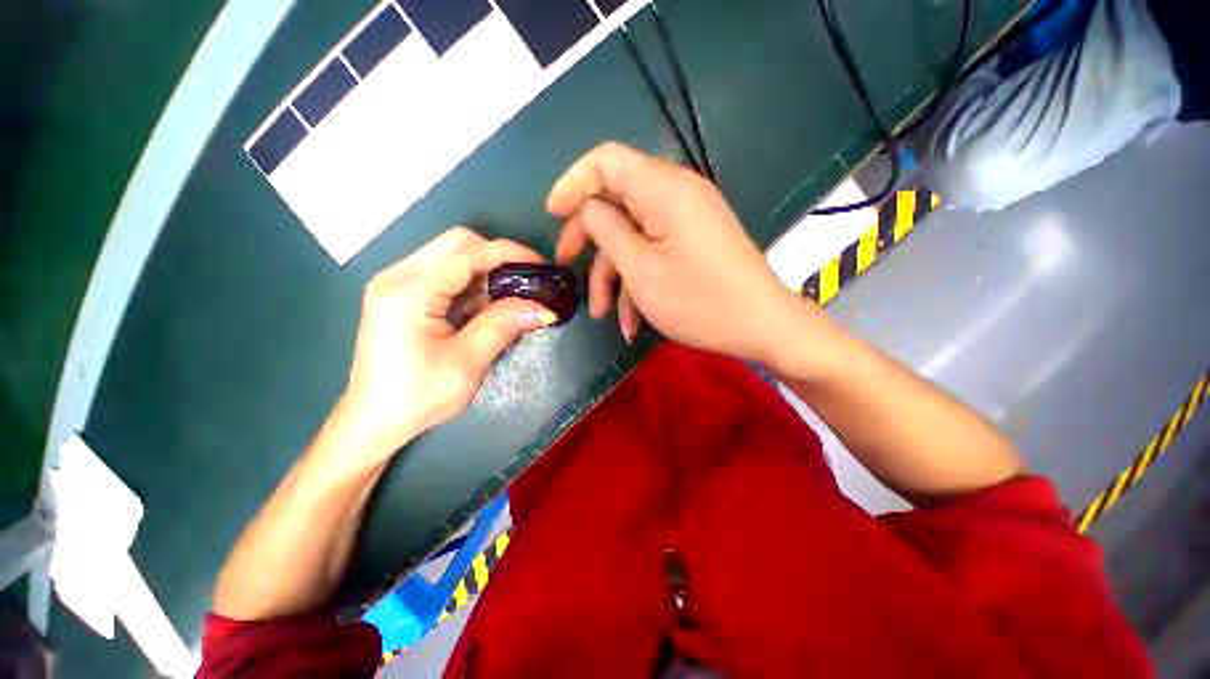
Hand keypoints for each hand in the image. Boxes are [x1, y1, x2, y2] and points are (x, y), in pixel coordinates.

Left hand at [331, 228, 555, 471]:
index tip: (541, 266)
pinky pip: (445, 274)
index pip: (467, 252)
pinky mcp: (402, 294)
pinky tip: (486, 306)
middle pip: (457, 243)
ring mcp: (397, 283)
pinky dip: (473, 284)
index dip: (509, 253)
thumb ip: (502, 326)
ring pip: (452, 256)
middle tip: (526, 282)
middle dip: (498, 257)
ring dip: (486, 271)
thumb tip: (544, 307)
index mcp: (409, 292)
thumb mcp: (466, 363)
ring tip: (512, 297)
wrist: (373, 421)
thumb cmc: (416, 396)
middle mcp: (398, 276)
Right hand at [548, 142, 815, 364]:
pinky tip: (631, 322)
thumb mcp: (641, 269)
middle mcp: (676, 194)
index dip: (573, 183)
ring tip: (605, 315)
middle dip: (589, 238)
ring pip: (632, 236)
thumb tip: (588, 208)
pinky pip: (653, 252)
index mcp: (663, 189)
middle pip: (616, 200)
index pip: (606, 160)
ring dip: (614, 275)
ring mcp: (685, 220)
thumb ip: (606, 230)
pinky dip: (637, 282)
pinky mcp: (691, 242)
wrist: (761, 326)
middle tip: (569, 268)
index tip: (552, 215)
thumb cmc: (699, 301)